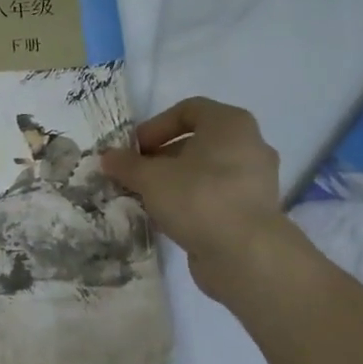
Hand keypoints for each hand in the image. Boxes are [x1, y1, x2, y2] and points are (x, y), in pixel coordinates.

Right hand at [101, 97, 292, 299]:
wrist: (246, 254)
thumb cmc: (198, 198)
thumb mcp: (151, 178)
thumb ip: (126, 164)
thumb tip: (108, 157)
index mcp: (230, 124)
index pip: (188, 109)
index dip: (155, 126)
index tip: (133, 149)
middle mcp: (249, 145)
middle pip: (196, 142)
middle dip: (160, 157)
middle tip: (134, 175)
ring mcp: (254, 180)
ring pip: (204, 172)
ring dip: (172, 181)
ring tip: (145, 198)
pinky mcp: (252, 211)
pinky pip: (214, 196)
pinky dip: (190, 202)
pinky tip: (165, 219)